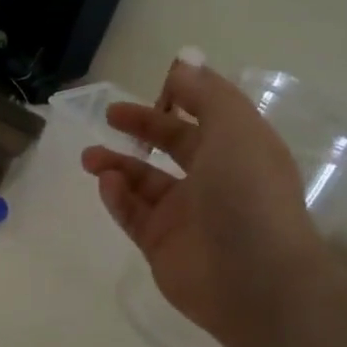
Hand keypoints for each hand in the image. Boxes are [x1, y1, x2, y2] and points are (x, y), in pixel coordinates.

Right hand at [81, 61, 334, 346]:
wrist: (255, 282)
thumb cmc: (248, 195)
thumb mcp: (235, 129)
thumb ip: (207, 94)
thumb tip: (183, 64)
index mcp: (240, 151)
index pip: (206, 118)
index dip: (180, 100)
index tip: (150, 89)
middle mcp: (215, 181)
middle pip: (172, 146)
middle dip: (141, 128)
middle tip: (109, 117)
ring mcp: (187, 216)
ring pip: (145, 182)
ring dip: (118, 165)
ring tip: (91, 158)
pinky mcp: (162, 245)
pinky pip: (133, 214)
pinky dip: (117, 197)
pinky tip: (107, 184)